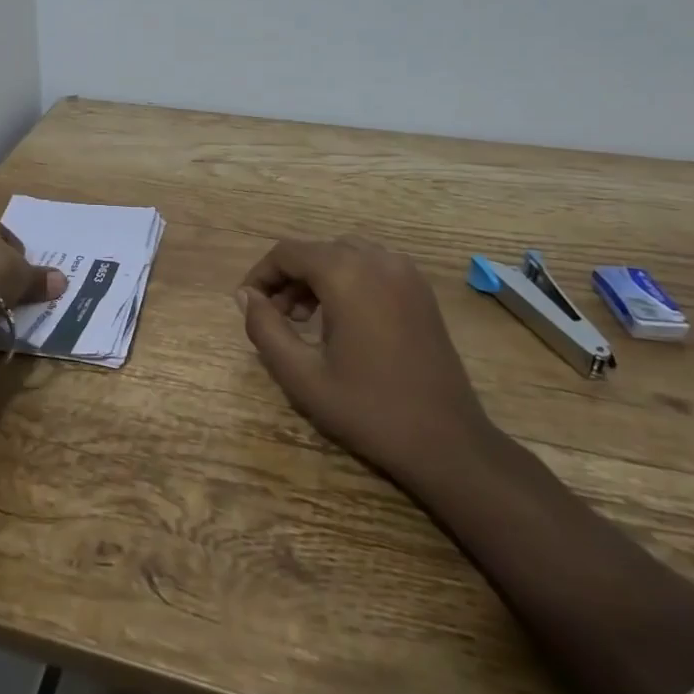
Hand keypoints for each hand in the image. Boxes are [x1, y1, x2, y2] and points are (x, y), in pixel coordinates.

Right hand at [238, 236, 494, 483]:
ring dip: (317, 276)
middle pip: (316, 250)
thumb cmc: (369, 410)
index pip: (288, 253)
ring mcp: (405, 272)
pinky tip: (342, 319)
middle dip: (289, 277)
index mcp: (347, 274)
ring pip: (344, 254)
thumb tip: (245, 296)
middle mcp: (378, 260)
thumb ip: (265, 329)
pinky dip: (347, 279)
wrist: (447, 442)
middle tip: (276, 317)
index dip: (261, 274)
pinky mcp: (421, 290)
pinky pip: (372, 266)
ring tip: (305, 319)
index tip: (247, 304)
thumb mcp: (302, 376)